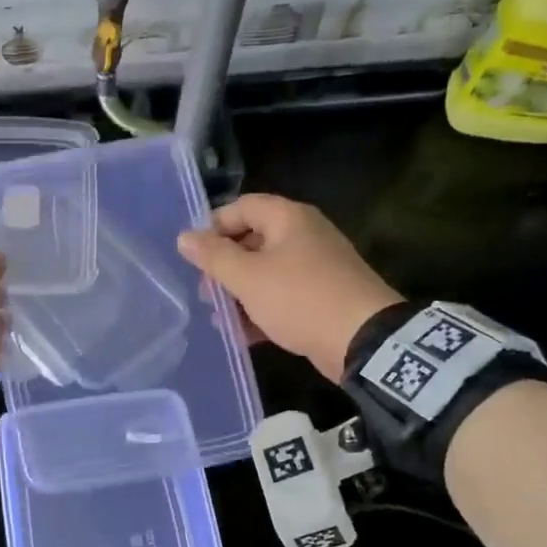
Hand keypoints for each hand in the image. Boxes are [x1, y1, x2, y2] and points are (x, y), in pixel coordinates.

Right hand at [176, 194, 401, 382]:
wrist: (362, 339)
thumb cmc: (299, 299)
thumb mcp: (248, 277)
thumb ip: (213, 256)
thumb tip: (184, 237)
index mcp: (289, 219)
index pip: (242, 207)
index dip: (213, 226)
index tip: (193, 255)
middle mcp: (304, 235)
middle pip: (252, 240)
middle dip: (224, 266)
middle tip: (206, 292)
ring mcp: (316, 267)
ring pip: (266, 272)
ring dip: (239, 292)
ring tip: (219, 317)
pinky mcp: (322, 297)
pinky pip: (282, 296)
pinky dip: (261, 310)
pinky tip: (242, 334)